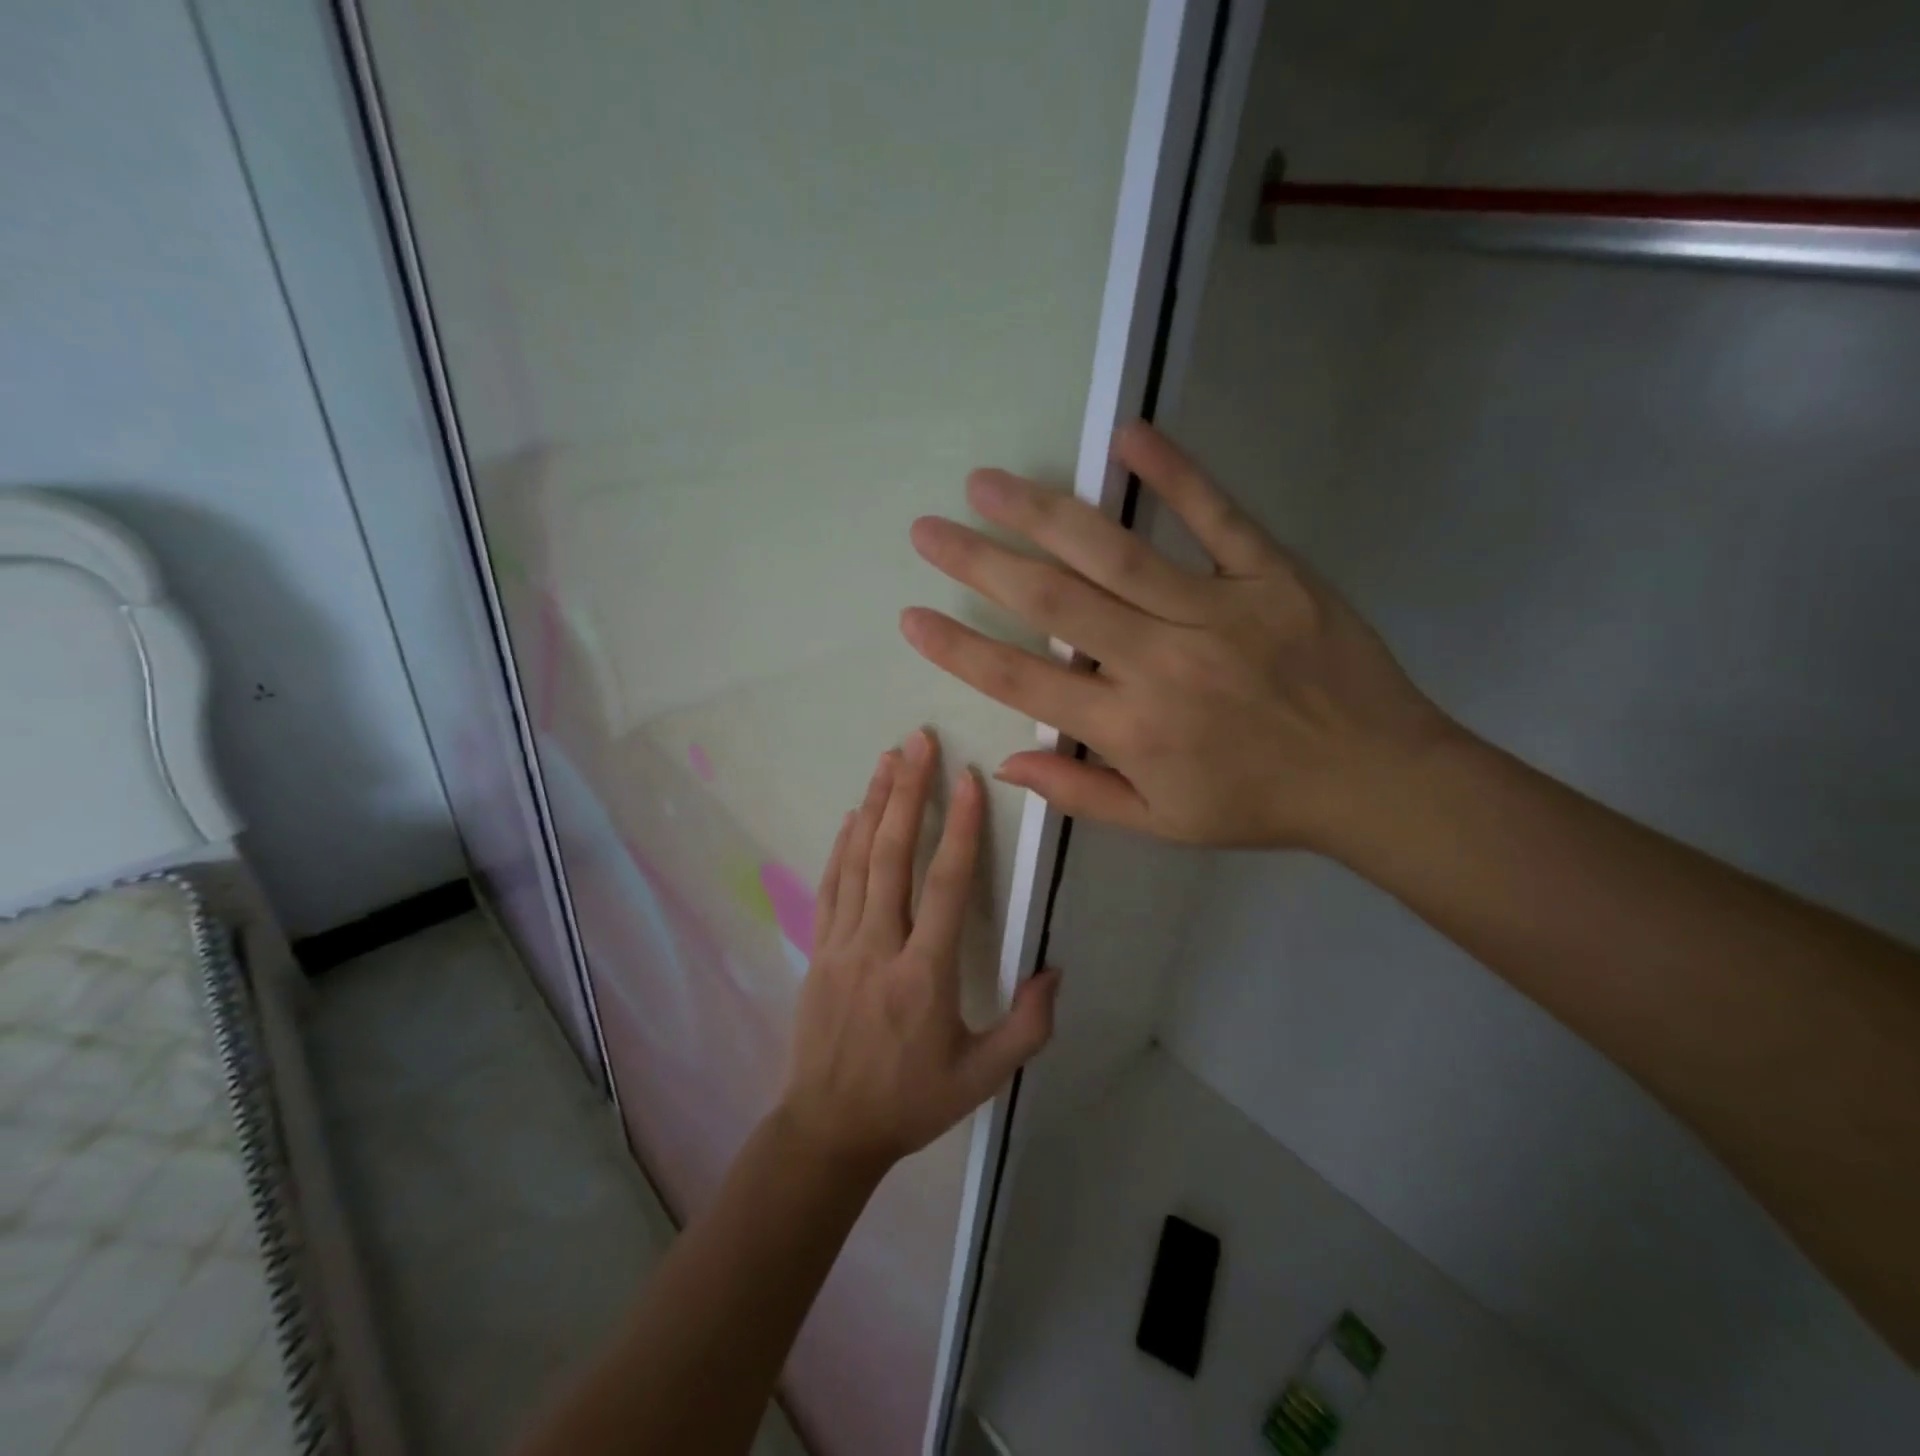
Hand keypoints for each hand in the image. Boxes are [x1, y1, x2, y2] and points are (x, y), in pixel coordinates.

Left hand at [778, 729, 1060, 1175]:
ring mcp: (842, 945)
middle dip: (907, 792)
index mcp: (924, 975)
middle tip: (918, 742)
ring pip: (858, 861)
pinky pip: (831, 886)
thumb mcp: (982, 1078)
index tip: (968, 779)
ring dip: (874, 805)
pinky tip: (853, 816)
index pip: (946, 886)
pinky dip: (842, 846)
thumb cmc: (911, 1102)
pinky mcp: (819, 950)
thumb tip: (1054, 971)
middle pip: (892, 855)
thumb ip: (1026, 1027)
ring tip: (887, 759)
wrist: (828, 1130)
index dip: (959, 828)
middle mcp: (879, 946)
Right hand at [899, 421, 1457, 851]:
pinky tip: (1127, 435)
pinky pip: (1217, 517)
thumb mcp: (1161, 822)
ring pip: (1115, 553)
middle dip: (980, 565)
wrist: (1375, 779)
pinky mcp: (1272, 575)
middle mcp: (1161, 665)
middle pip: (1054, 605)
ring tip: (987, 484)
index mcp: (1131, 730)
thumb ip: (1079, 792)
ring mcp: (1218, 612)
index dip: (961, 650)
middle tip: (928, 530)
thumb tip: (1005, 763)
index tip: (913, 617)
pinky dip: (1174, 473)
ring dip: (1043, 514)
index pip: (1024, 683)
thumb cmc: (1257, 804)